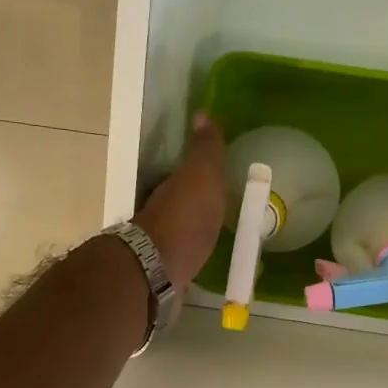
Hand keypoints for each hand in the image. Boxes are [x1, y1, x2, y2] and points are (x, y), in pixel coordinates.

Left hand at [133, 113, 226, 288]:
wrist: (159, 272)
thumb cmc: (184, 219)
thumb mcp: (201, 176)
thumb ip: (205, 150)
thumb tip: (203, 113)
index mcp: (168, 188)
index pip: (182, 174)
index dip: (198, 172)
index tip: (220, 175)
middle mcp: (160, 214)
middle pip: (182, 204)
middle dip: (200, 204)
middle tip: (228, 207)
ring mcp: (162, 247)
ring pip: (183, 233)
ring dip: (199, 232)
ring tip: (226, 237)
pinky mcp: (168, 274)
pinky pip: (188, 260)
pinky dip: (199, 258)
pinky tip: (215, 264)